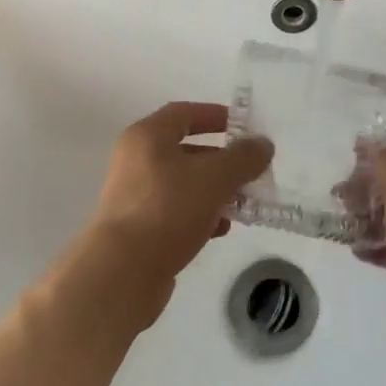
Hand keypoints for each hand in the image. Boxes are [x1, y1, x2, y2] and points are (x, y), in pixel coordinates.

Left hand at [85, 102, 272, 325]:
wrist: (122, 272)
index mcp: (147, 137)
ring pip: (183, 184)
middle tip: (250, 170)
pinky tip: (221, 229)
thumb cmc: (168, 209)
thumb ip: (243, 158)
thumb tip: (262, 144)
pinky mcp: (138, 229)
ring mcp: (135, 196)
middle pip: (185, 150)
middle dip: (221, 159)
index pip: (184, 113)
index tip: (243, 127)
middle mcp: (136, 161)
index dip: (215, 115)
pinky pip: (176, 212)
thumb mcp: (214, 178)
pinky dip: (200, 215)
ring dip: (214, 190)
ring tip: (243, 203)